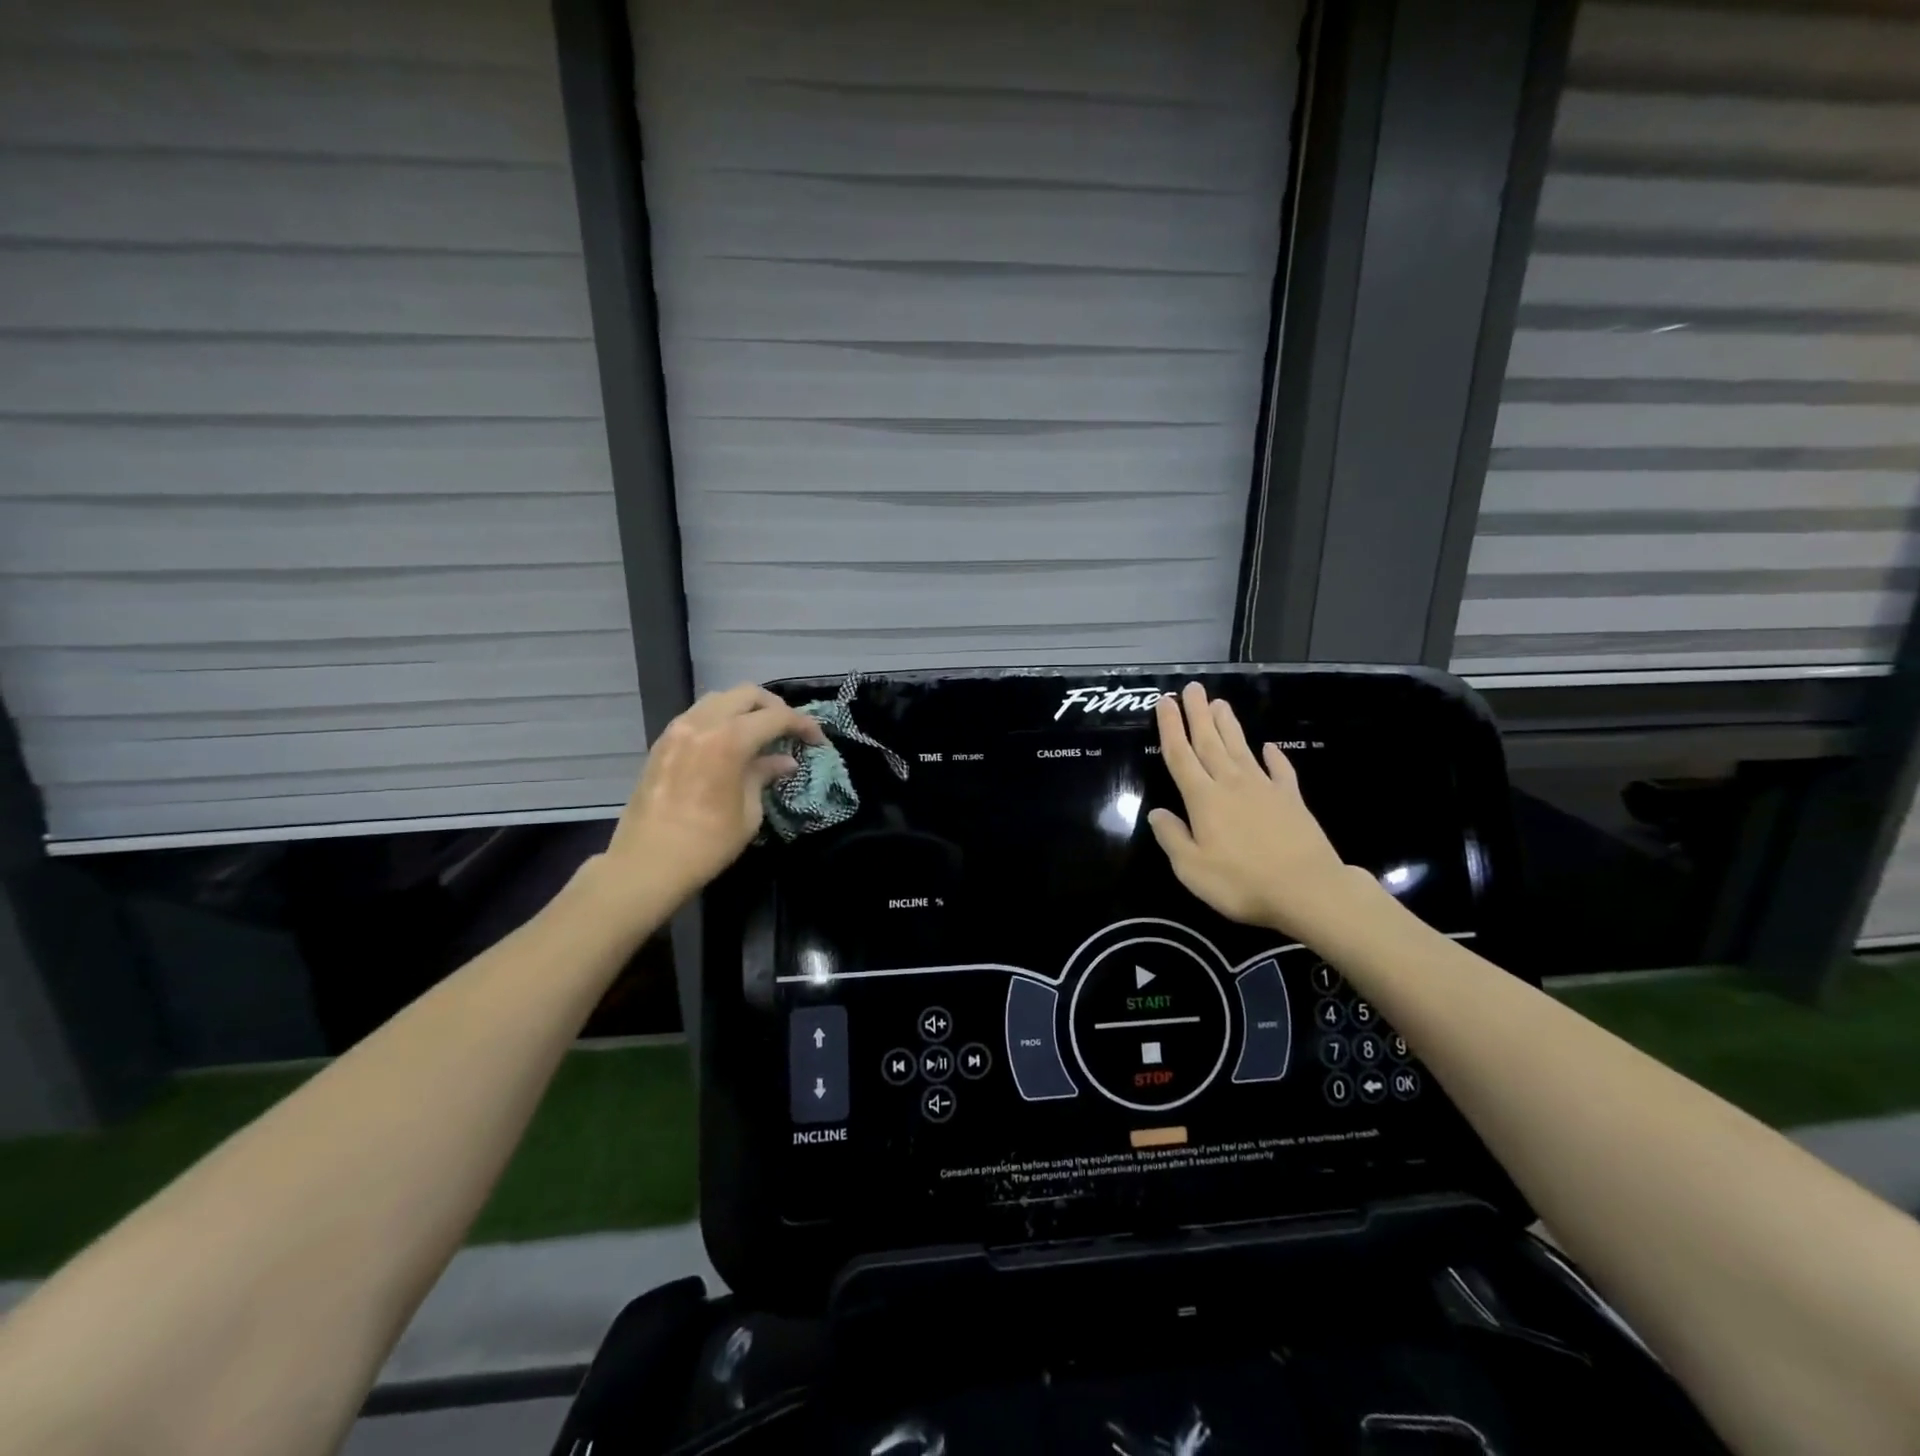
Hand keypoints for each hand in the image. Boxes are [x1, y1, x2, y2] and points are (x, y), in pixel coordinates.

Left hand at [604, 684, 824, 905]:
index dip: (802, 724)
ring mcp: (677, 730)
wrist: (646, 864)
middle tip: (790, 730)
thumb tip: (784, 761)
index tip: (817, 741)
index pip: (776, 717)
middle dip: (774, 707)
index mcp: (729, 740)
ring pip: (719, 699)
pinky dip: (721, 720)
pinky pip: (698, 715)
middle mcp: (702, 724)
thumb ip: (765, 776)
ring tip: (761, 734)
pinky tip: (730, 745)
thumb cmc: (707, 844)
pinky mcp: (662, 743)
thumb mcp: (748, 812)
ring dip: (745, 710)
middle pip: (746, 694)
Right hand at [1147, 682, 1360, 937]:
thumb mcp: (1192, 868)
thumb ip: (1172, 837)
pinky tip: (1269, 746)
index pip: (1181, 756)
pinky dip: (1274, 756)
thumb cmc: (1242, 882)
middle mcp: (1231, 784)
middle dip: (1198, 714)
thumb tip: (1157, 813)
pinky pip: (1280, 771)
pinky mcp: (1291, 800)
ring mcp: (1264, 789)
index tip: (1165, 702)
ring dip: (1228, 725)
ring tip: (1220, 702)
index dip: (1170, 728)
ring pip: (1240, 748)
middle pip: (1210, 742)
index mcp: (1204, 799)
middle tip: (1192, 688)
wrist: (1308, 890)